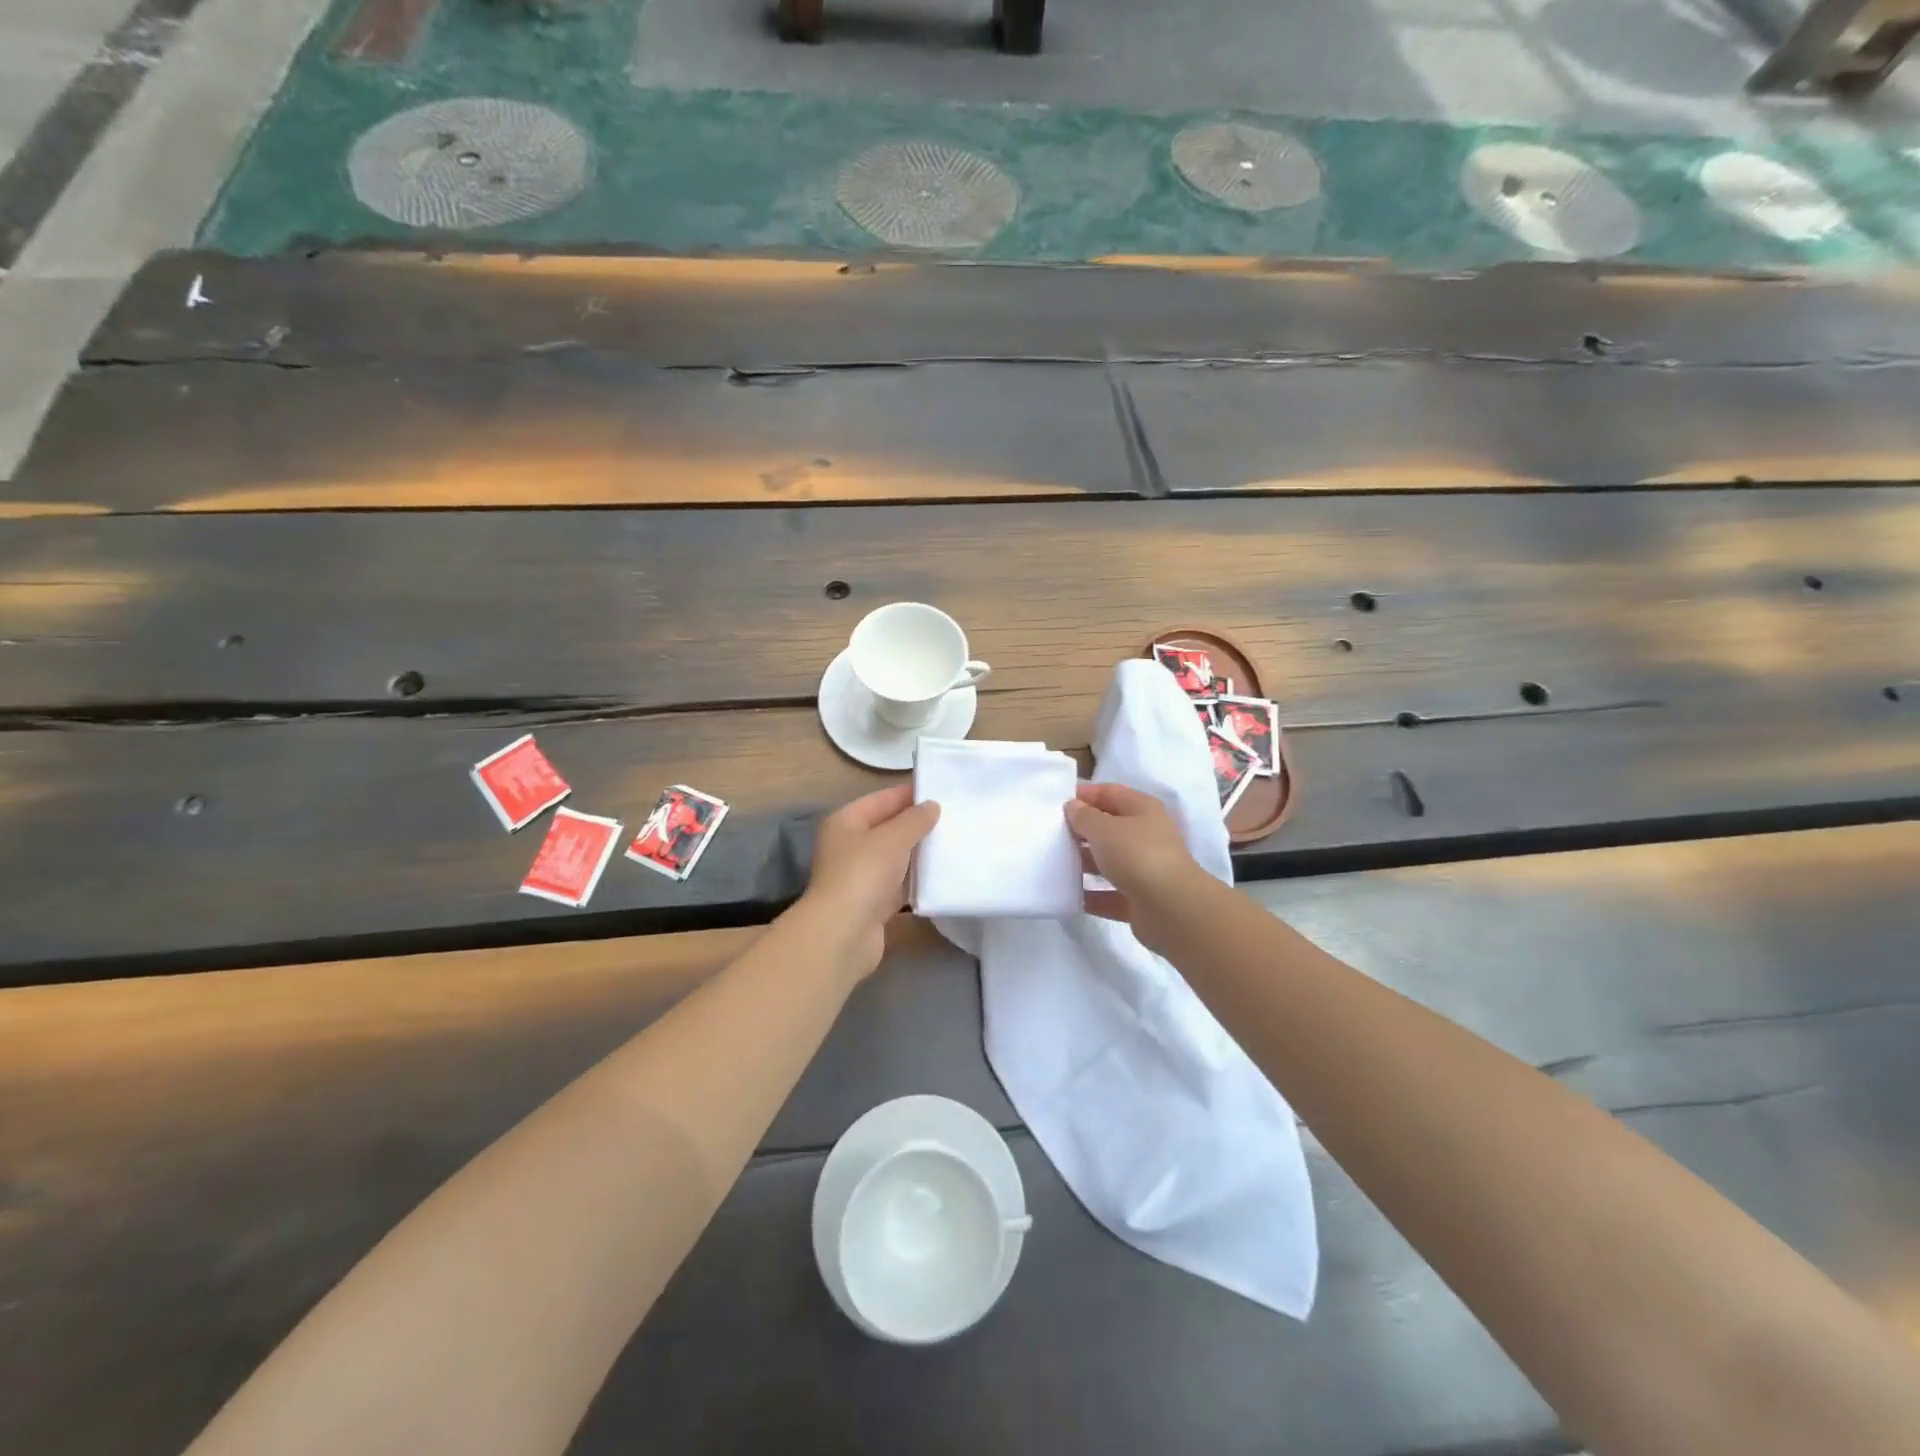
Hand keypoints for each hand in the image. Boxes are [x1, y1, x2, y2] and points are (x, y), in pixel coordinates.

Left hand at [801, 784, 940, 980]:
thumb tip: (932, 806)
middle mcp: (850, 845)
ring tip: (954, 843)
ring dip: (920, 853)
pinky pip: (900, 884)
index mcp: (846, 821)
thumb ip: (915, 820)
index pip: (882, 799)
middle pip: (889, 828)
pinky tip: (942, 875)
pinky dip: (917, 880)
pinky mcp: (873, 902)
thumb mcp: (893, 838)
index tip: (943, 792)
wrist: (843, 934)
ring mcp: (860, 875)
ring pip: (896, 857)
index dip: (910, 794)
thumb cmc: (864, 874)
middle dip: (918, 824)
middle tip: (955, 818)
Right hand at [1065, 782, 1206, 952]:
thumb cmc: (1137, 855)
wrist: (1171, 908)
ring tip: (1054, 864)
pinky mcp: (1140, 900)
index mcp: (1142, 810)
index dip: (1084, 795)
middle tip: (1051, 834)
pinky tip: (1068, 896)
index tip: (1056, 803)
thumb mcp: (1104, 829)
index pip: (1110, 793)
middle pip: (1109, 828)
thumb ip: (1084, 816)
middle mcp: (1146, 836)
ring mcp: (1144, 869)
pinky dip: (1091, 895)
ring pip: (1108, 862)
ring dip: (1084, 864)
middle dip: (1081, 831)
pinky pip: (1109, 894)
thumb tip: (1073, 807)